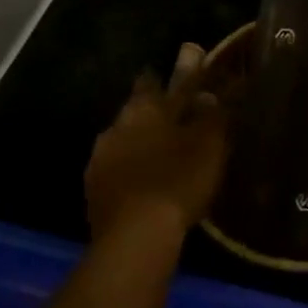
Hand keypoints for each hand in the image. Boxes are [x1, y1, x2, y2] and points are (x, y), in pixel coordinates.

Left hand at [85, 43, 226, 239]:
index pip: (153, 79)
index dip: (169, 74)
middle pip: (136, 109)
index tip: (182, 71)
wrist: (135, 237)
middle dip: (154, 110)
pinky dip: (132, 169)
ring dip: (141, 141)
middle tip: (178, 116)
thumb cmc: (178, 178)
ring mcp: (100, 160)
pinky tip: (147, 181)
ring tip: (164, 152)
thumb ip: (213, 111)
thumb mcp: (210, 140)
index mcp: (144, 108)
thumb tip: (212, 89)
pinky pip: (117, 169)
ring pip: (124, 139)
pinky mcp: (94, 192)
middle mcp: (116, 126)